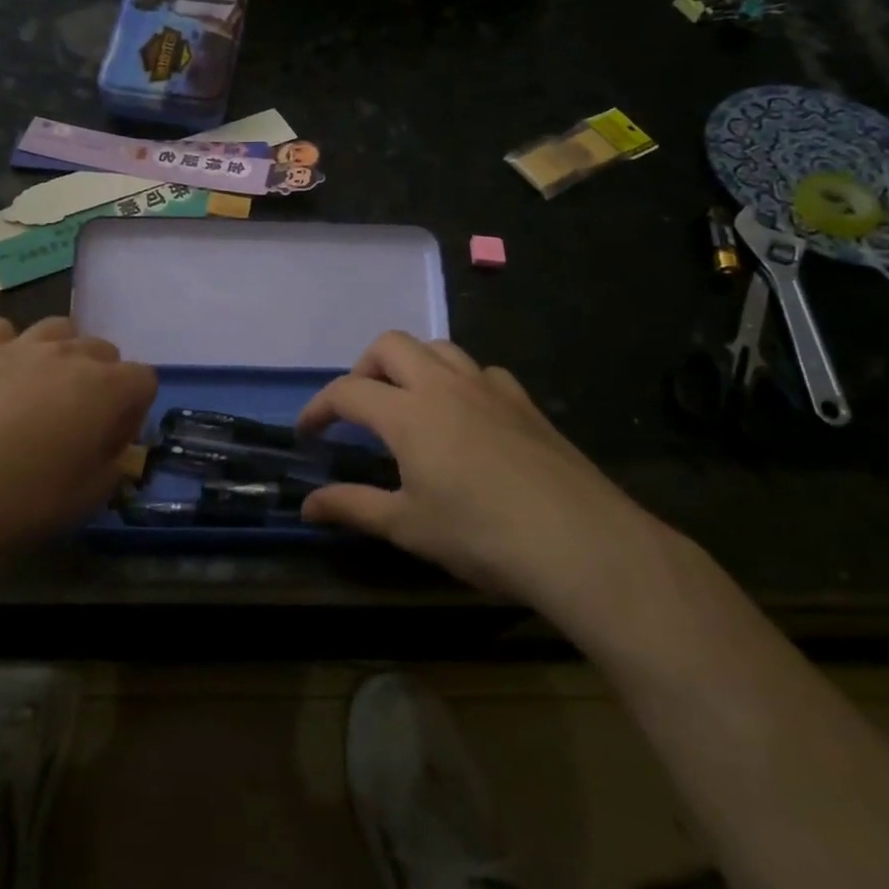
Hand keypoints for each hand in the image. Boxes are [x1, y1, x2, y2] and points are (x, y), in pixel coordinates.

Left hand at [0, 317, 156, 568]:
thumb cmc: (25, 500)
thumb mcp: (88, 497)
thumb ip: (113, 466)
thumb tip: (110, 451)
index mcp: (106, 388)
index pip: (144, 380)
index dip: (133, 411)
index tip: (111, 443)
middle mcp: (69, 354)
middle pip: (104, 350)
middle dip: (101, 381)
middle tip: (76, 422)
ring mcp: (20, 345)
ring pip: (59, 329)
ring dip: (61, 355)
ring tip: (40, 391)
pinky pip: (4, 331)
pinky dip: (8, 348)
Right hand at [298, 332, 659, 612]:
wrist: (582, 543)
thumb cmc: (482, 535)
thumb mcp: (408, 526)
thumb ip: (352, 507)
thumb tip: (307, 506)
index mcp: (408, 413)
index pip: (347, 391)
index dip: (318, 408)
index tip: (308, 433)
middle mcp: (444, 385)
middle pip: (390, 346)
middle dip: (363, 369)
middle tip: (360, 410)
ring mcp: (489, 388)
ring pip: (438, 347)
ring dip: (411, 365)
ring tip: (408, 403)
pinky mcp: (525, 402)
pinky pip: (481, 371)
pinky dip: (459, 381)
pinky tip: (466, 416)